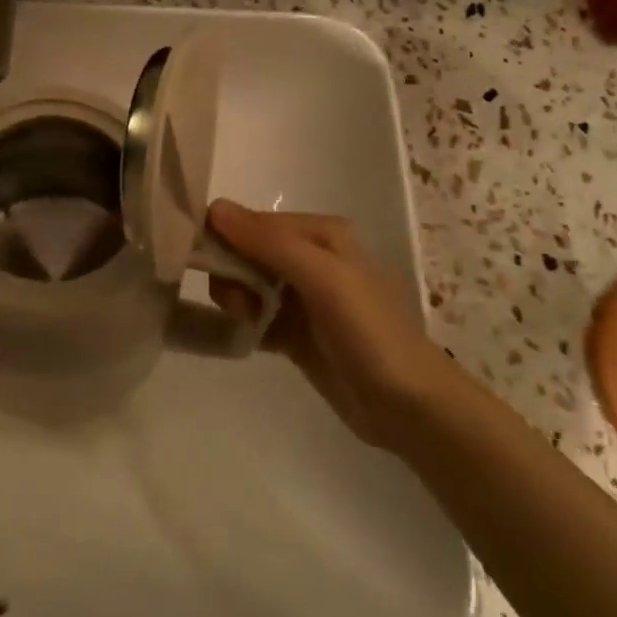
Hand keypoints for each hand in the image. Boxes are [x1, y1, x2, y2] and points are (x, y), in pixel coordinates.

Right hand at [207, 200, 458, 449]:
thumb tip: (213, 207)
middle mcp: (309, 257)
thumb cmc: (369, 332)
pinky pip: (253, 314)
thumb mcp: (322, 277)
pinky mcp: (294, 331)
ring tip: (250, 324)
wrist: (409, 408)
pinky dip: (242, 322)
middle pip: (244, 251)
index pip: (252, 222)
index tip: (207, 266)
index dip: (225, 239)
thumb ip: (268, 242)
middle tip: (240, 305)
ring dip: (236, 301)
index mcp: (320, 233)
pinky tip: (244, 336)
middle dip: (231, 274)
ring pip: (245, 284)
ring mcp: (301, 296)